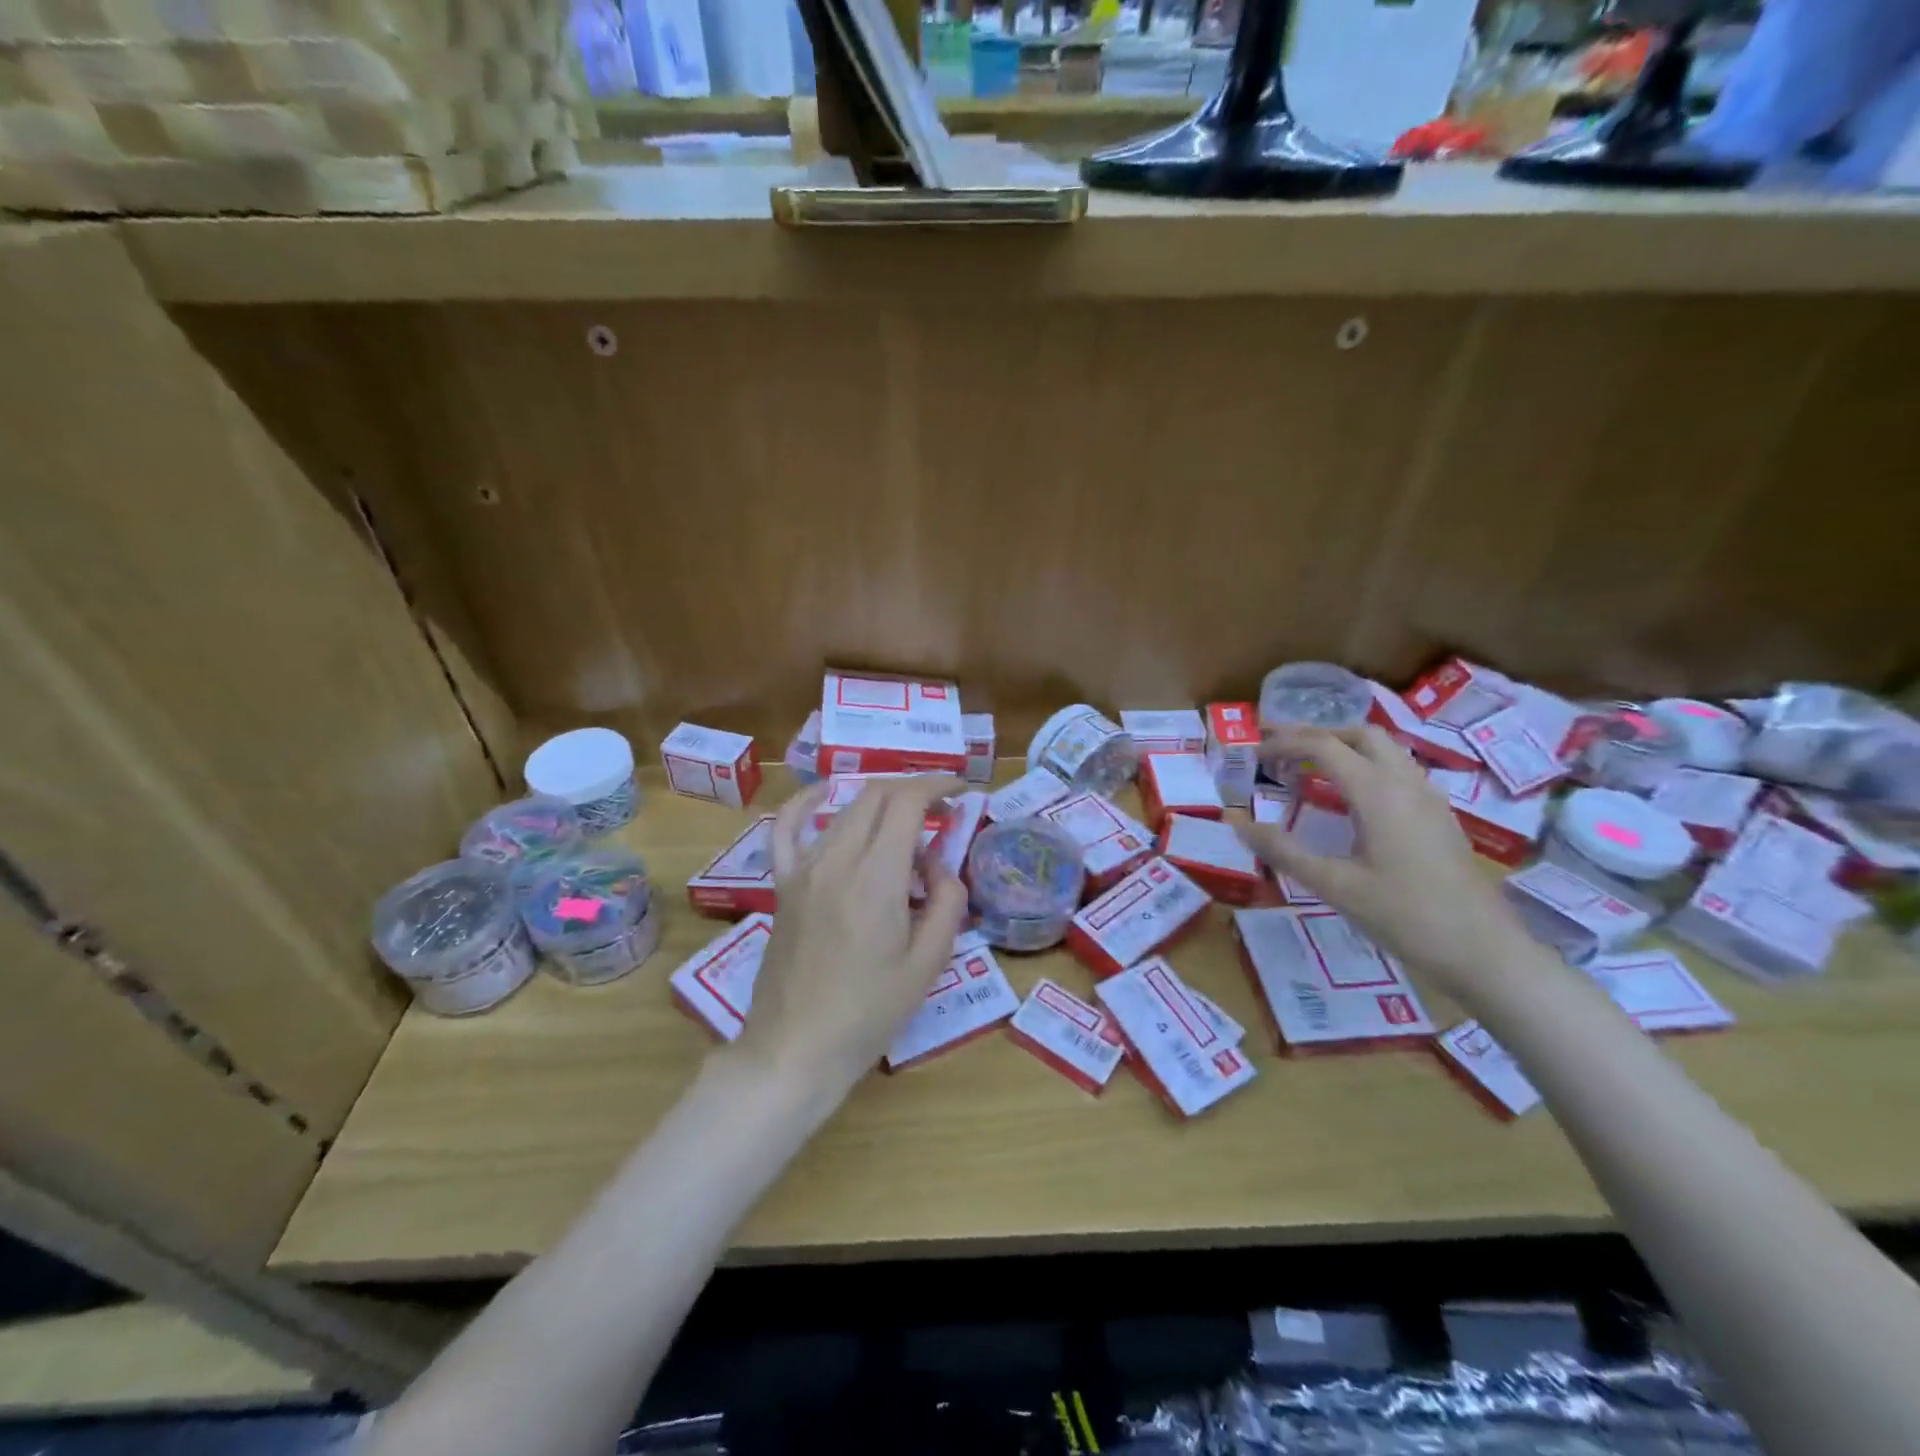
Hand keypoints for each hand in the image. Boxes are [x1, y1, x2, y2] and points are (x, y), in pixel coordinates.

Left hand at [731, 775, 969, 1097]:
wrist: (796, 1049)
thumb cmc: (870, 1013)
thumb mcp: (928, 963)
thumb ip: (945, 902)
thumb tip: (937, 866)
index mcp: (876, 878)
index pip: (907, 802)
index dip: (937, 785)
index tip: (961, 790)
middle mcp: (836, 860)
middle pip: (876, 796)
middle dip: (913, 791)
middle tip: (941, 812)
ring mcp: (803, 869)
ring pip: (845, 810)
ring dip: (881, 805)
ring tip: (906, 827)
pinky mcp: (783, 884)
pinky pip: (786, 829)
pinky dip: (806, 804)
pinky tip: (823, 794)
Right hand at [1240, 726, 1532, 1001]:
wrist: (1484, 952)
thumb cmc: (1405, 916)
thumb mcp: (1334, 885)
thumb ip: (1283, 850)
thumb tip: (1236, 821)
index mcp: (1378, 792)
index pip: (1324, 746)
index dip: (1284, 742)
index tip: (1253, 750)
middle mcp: (1406, 783)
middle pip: (1360, 735)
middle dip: (1317, 734)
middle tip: (1279, 746)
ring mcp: (1429, 799)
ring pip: (1385, 751)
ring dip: (1344, 747)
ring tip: (1308, 766)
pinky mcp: (1439, 817)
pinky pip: (1399, 772)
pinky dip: (1365, 767)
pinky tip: (1349, 798)